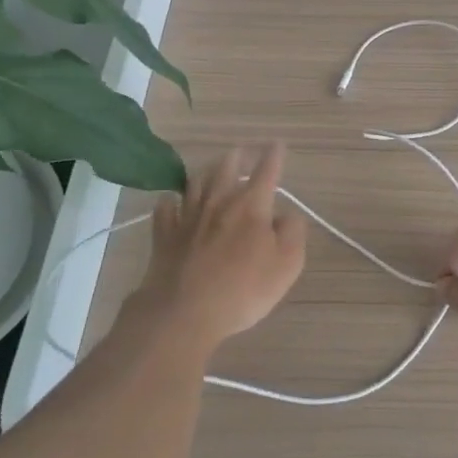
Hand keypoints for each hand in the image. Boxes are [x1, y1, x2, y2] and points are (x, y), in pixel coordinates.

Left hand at [135, 142, 307, 347]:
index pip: (266, 171)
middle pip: (226, 168)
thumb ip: (292, 233)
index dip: (273, 156)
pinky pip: (165, 208)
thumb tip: (286, 215)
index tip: (277, 144)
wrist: (184, 312)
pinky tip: (170, 200)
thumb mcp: (287, 265)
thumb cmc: (243, 289)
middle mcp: (219, 202)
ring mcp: (188, 216)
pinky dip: (170, 201)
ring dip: (206, 172)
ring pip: (196, 182)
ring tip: (212, 169)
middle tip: (241, 152)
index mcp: (251, 205)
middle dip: (237, 157)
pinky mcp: (164, 235)